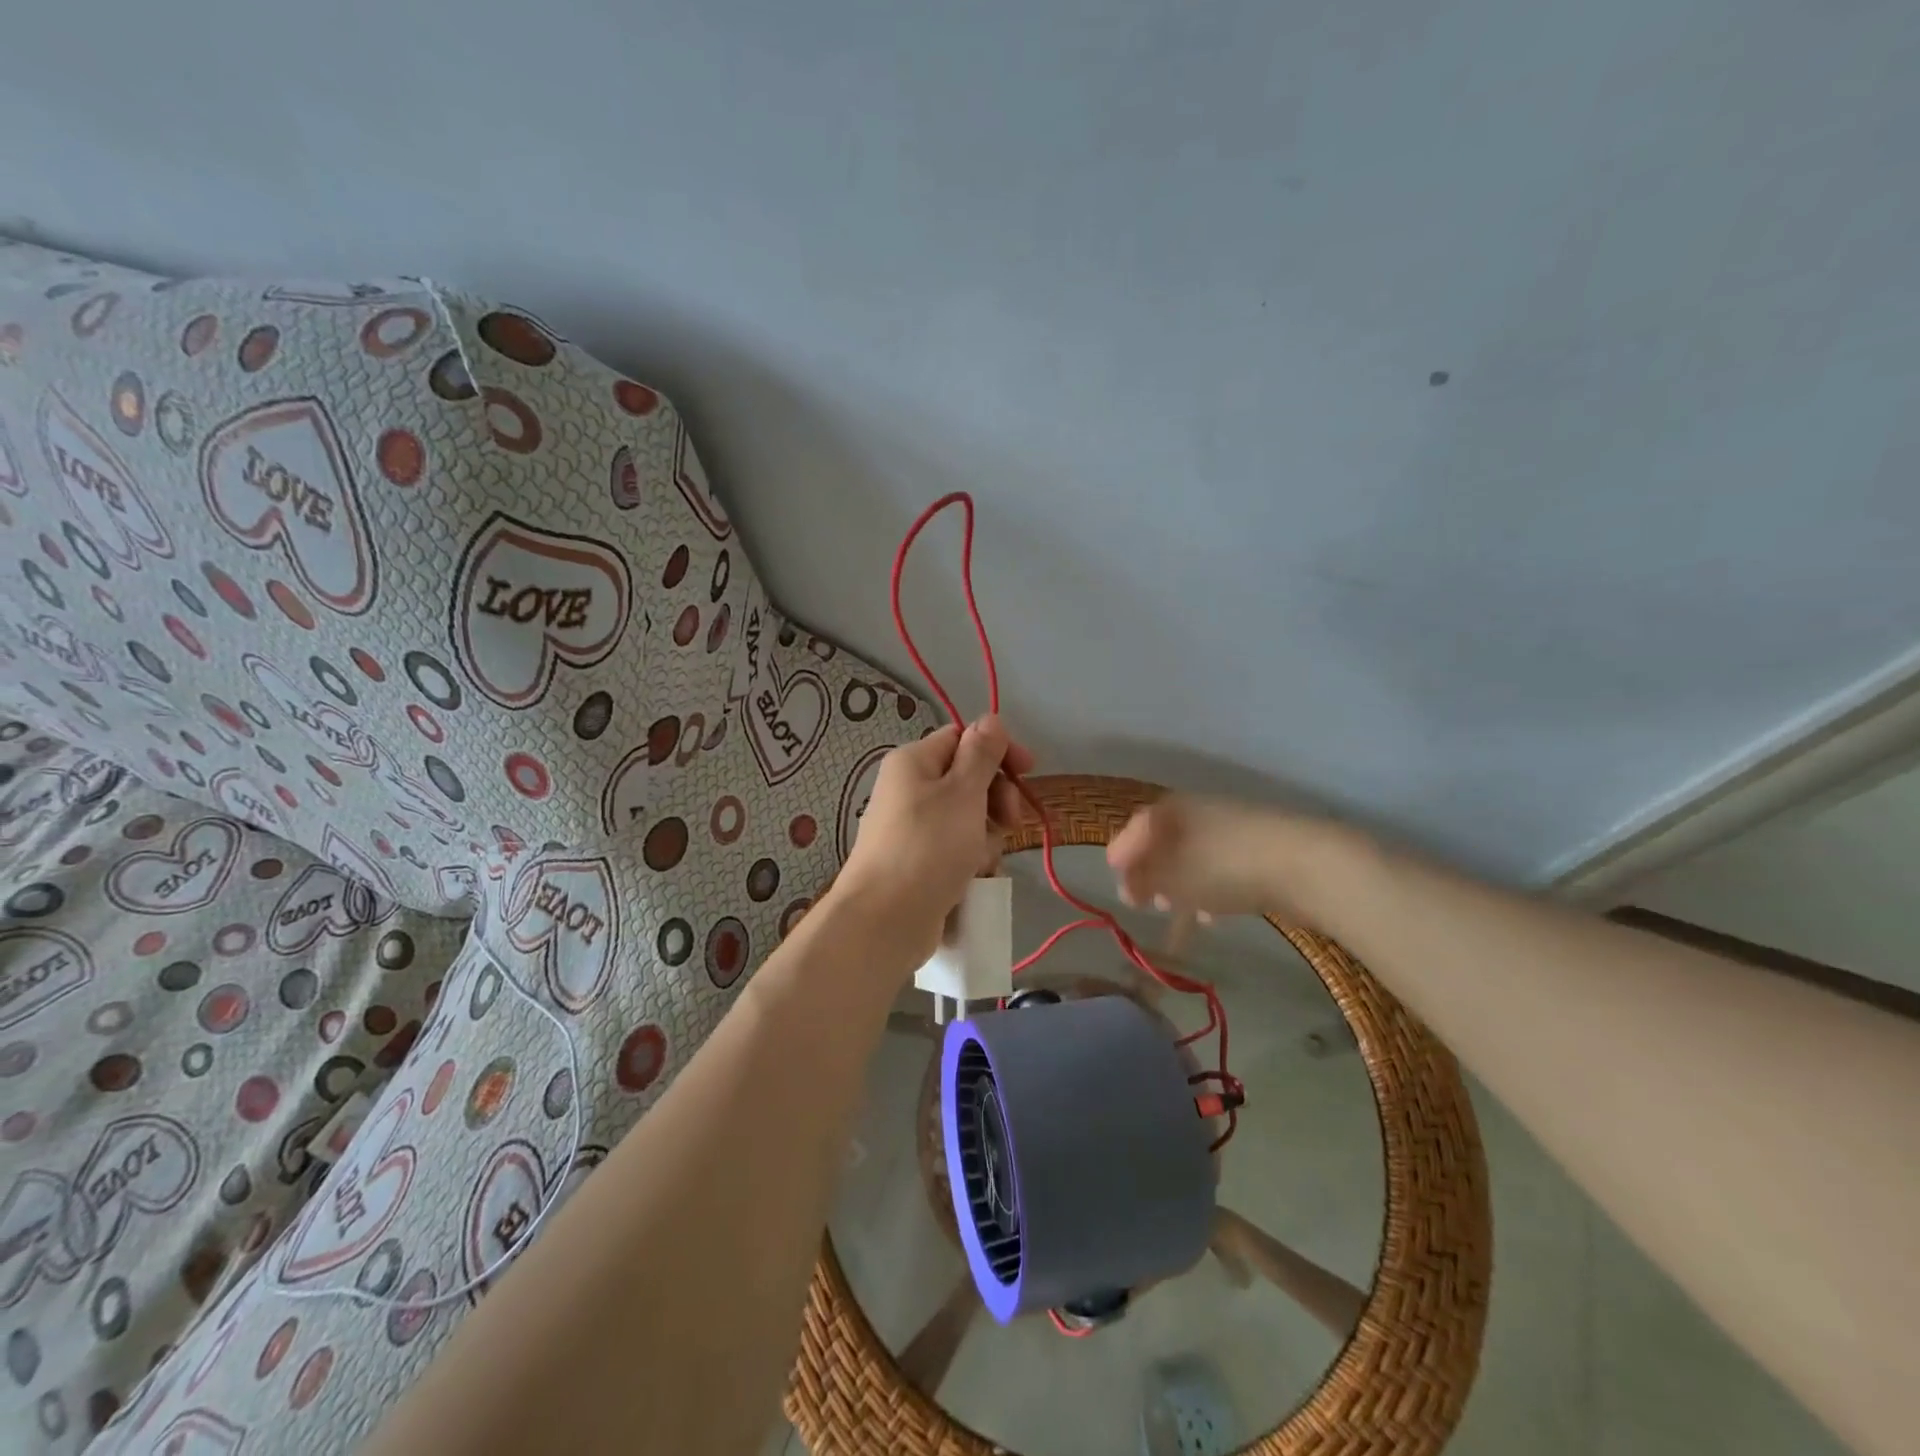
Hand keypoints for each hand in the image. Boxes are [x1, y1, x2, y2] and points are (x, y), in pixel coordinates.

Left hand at [837, 715, 1033, 963]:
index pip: (963, 737)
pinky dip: (970, 858)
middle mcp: (909, 789)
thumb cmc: (928, 846)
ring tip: (982, 858)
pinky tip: (974, 876)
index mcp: (913, 762)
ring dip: (986, 833)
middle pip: (967, 778)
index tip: (1029, 771)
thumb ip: (981, 753)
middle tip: (1009, 821)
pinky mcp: (918, 862)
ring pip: (967, 817)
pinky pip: (955, 848)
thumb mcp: (963, 792)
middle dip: (995, 798)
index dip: (998, 750)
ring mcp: (913, 828)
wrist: (885, 919)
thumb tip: (990, 718)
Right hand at [1107, 795, 1289, 918]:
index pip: (1133, 831)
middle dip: (1151, 874)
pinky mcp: (1255, 849)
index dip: (1122, 859)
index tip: (1120, 887)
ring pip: (1190, 858)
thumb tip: (1127, 885)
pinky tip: (1211, 916)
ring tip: (1177, 912)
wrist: (1303, 865)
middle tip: (1145, 903)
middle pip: (1162, 844)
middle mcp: (1194, 811)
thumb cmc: (1222, 866)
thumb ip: (1141, 881)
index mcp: (1168, 810)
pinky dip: (1207, 888)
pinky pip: (1218, 868)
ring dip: (1179, 885)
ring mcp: (1228, 828)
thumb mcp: (1171, 877)